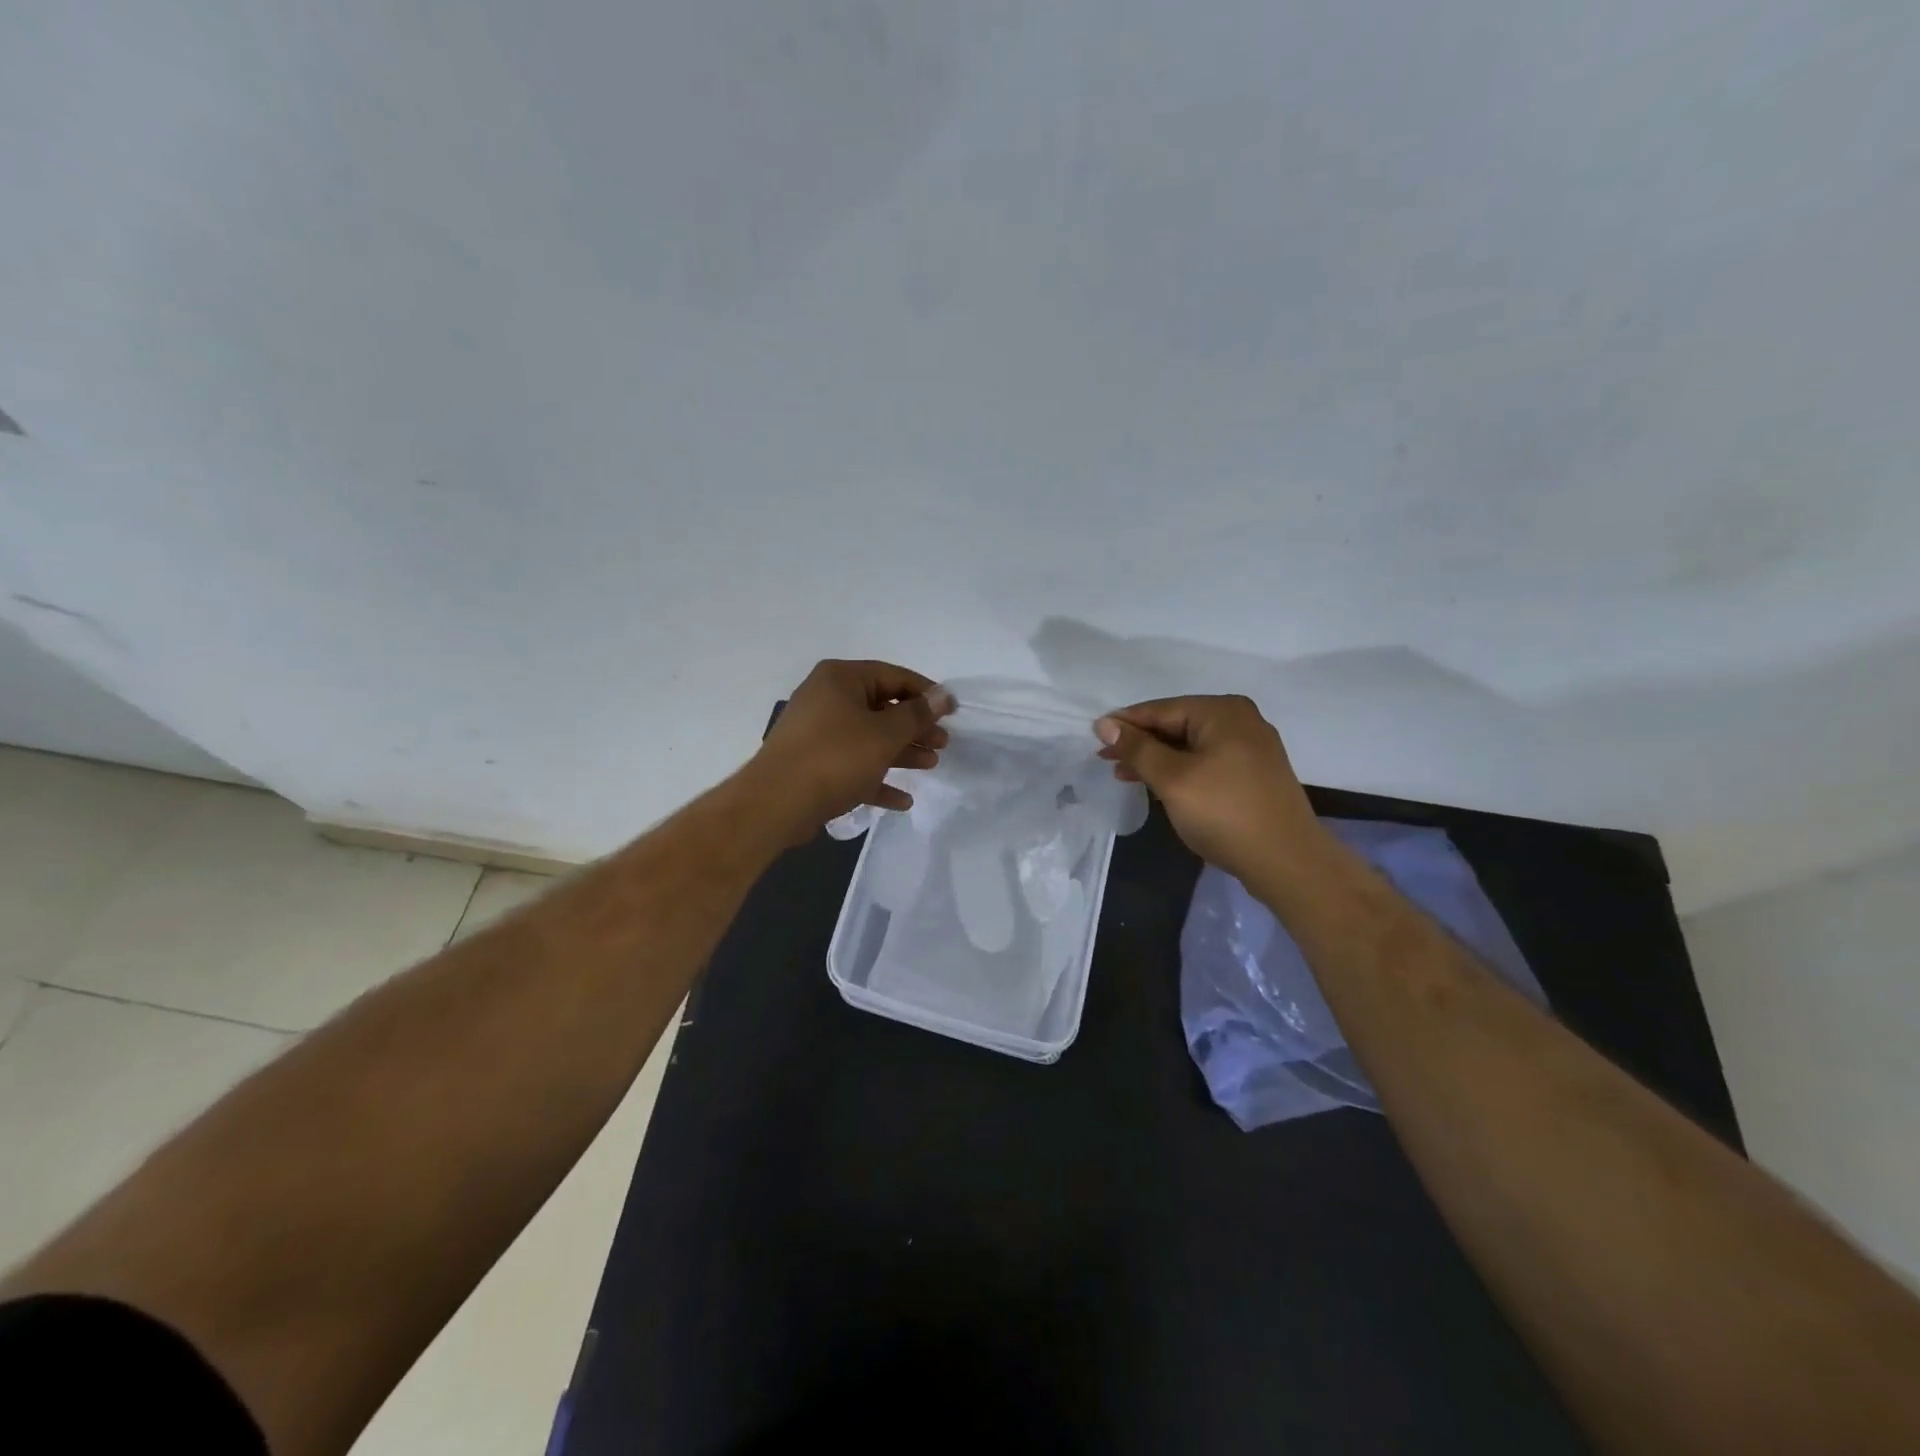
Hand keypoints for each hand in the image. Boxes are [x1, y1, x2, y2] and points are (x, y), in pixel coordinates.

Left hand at [751, 659, 952, 836]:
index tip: (952, 712)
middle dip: (915, 727)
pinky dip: (877, 778)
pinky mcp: (813, 765)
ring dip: (901, 753)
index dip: (926, 693)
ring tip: (930, 766)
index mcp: (841, 679)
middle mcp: (826, 698)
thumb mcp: (884, 734)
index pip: (893, 676)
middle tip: (943, 743)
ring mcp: (817, 733)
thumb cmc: (835, 757)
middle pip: (882, 708)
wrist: (776, 803)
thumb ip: (917, 714)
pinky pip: (853, 766)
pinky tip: (902, 800)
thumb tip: (943, 695)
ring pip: (869, 738)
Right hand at [1094, 695, 1321, 880]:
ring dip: (1157, 759)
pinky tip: (1160, 785)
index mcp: (1222, 711)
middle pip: (1176, 724)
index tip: (1093, 738)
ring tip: (1124, 776)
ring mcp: (1251, 747)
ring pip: (1190, 745)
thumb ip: (1137, 748)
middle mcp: (1240, 720)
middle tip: (1106, 761)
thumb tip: (1104, 724)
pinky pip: (1206, 761)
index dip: (1124, 724)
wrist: (1287, 862)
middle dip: (1140, 743)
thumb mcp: (1172, 779)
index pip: (1160, 709)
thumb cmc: (1224, 813)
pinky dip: (1180, 770)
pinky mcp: (1254, 773)